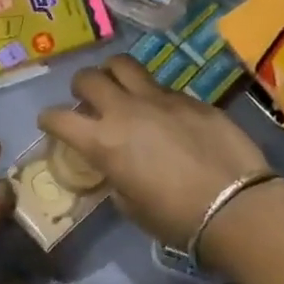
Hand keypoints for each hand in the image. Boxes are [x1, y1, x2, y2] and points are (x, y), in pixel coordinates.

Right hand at [38, 56, 274, 249]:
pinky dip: (153, 95)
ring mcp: (161, 99)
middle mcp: (125, 110)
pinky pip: (162, 87)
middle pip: (89, 78)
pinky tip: (165, 115)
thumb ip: (115, 177)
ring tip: (119, 88)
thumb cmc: (175, 218)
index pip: (58, 118)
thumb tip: (116, 167)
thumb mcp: (130, 205)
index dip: (48, 120)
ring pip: (124, 65)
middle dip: (80, 87)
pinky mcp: (192, 98)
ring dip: (113, 74)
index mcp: (102, 142)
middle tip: (86, 100)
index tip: (49, 124)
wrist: (235, 206)